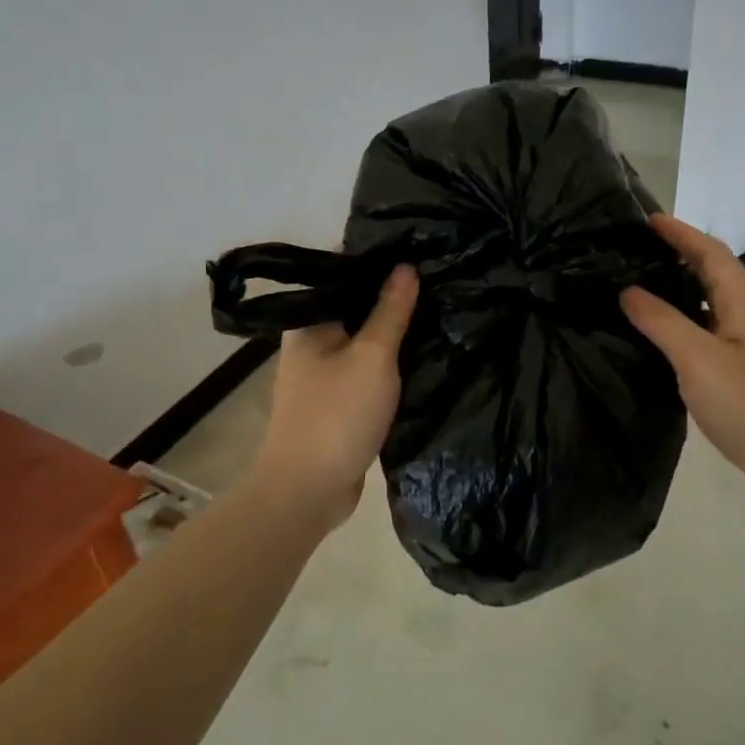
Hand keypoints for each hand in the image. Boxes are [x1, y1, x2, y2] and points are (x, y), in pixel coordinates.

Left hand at [254, 265, 419, 533]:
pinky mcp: (337, 404)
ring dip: (392, 335)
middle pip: (354, 309)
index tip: (417, 252)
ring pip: (363, 343)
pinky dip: (388, 366)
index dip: (378, 262)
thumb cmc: (337, 415)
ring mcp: (322, 376)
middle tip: (437, 281)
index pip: (343, 275)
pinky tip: (420, 356)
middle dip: (391, 299)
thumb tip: (405, 266)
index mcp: (309, 323)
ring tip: (436, 312)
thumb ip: (390, 311)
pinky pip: (366, 372)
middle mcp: (310, 344)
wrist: (307, 492)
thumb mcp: (372, 356)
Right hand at [621, 216, 744, 519]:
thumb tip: (628, 290)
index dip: (680, 232)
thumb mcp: (699, 360)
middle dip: (679, 255)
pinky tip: (663, 339)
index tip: (646, 219)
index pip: (710, 252)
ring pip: (712, 305)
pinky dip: (685, 323)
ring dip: (681, 290)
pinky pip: (711, 333)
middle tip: (635, 251)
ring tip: (640, 287)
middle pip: (714, 274)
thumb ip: (662, 322)